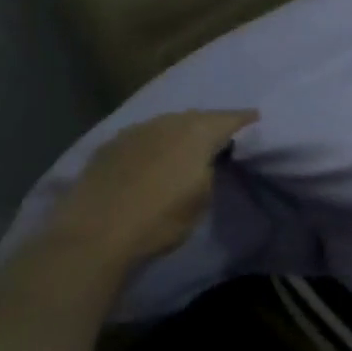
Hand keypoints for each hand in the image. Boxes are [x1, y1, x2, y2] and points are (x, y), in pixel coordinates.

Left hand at [44, 109, 257, 267]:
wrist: (95, 233)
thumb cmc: (161, 219)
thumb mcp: (202, 198)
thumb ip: (210, 169)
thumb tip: (208, 159)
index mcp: (197, 132)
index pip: (229, 118)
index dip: (245, 120)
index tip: (256, 120)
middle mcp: (167, 122)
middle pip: (197, 117)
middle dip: (212, 123)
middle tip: (223, 136)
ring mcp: (135, 130)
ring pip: (168, 124)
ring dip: (181, 131)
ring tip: (189, 146)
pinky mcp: (110, 145)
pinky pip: (144, 136)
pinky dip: (156, 142)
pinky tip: (155, 156)